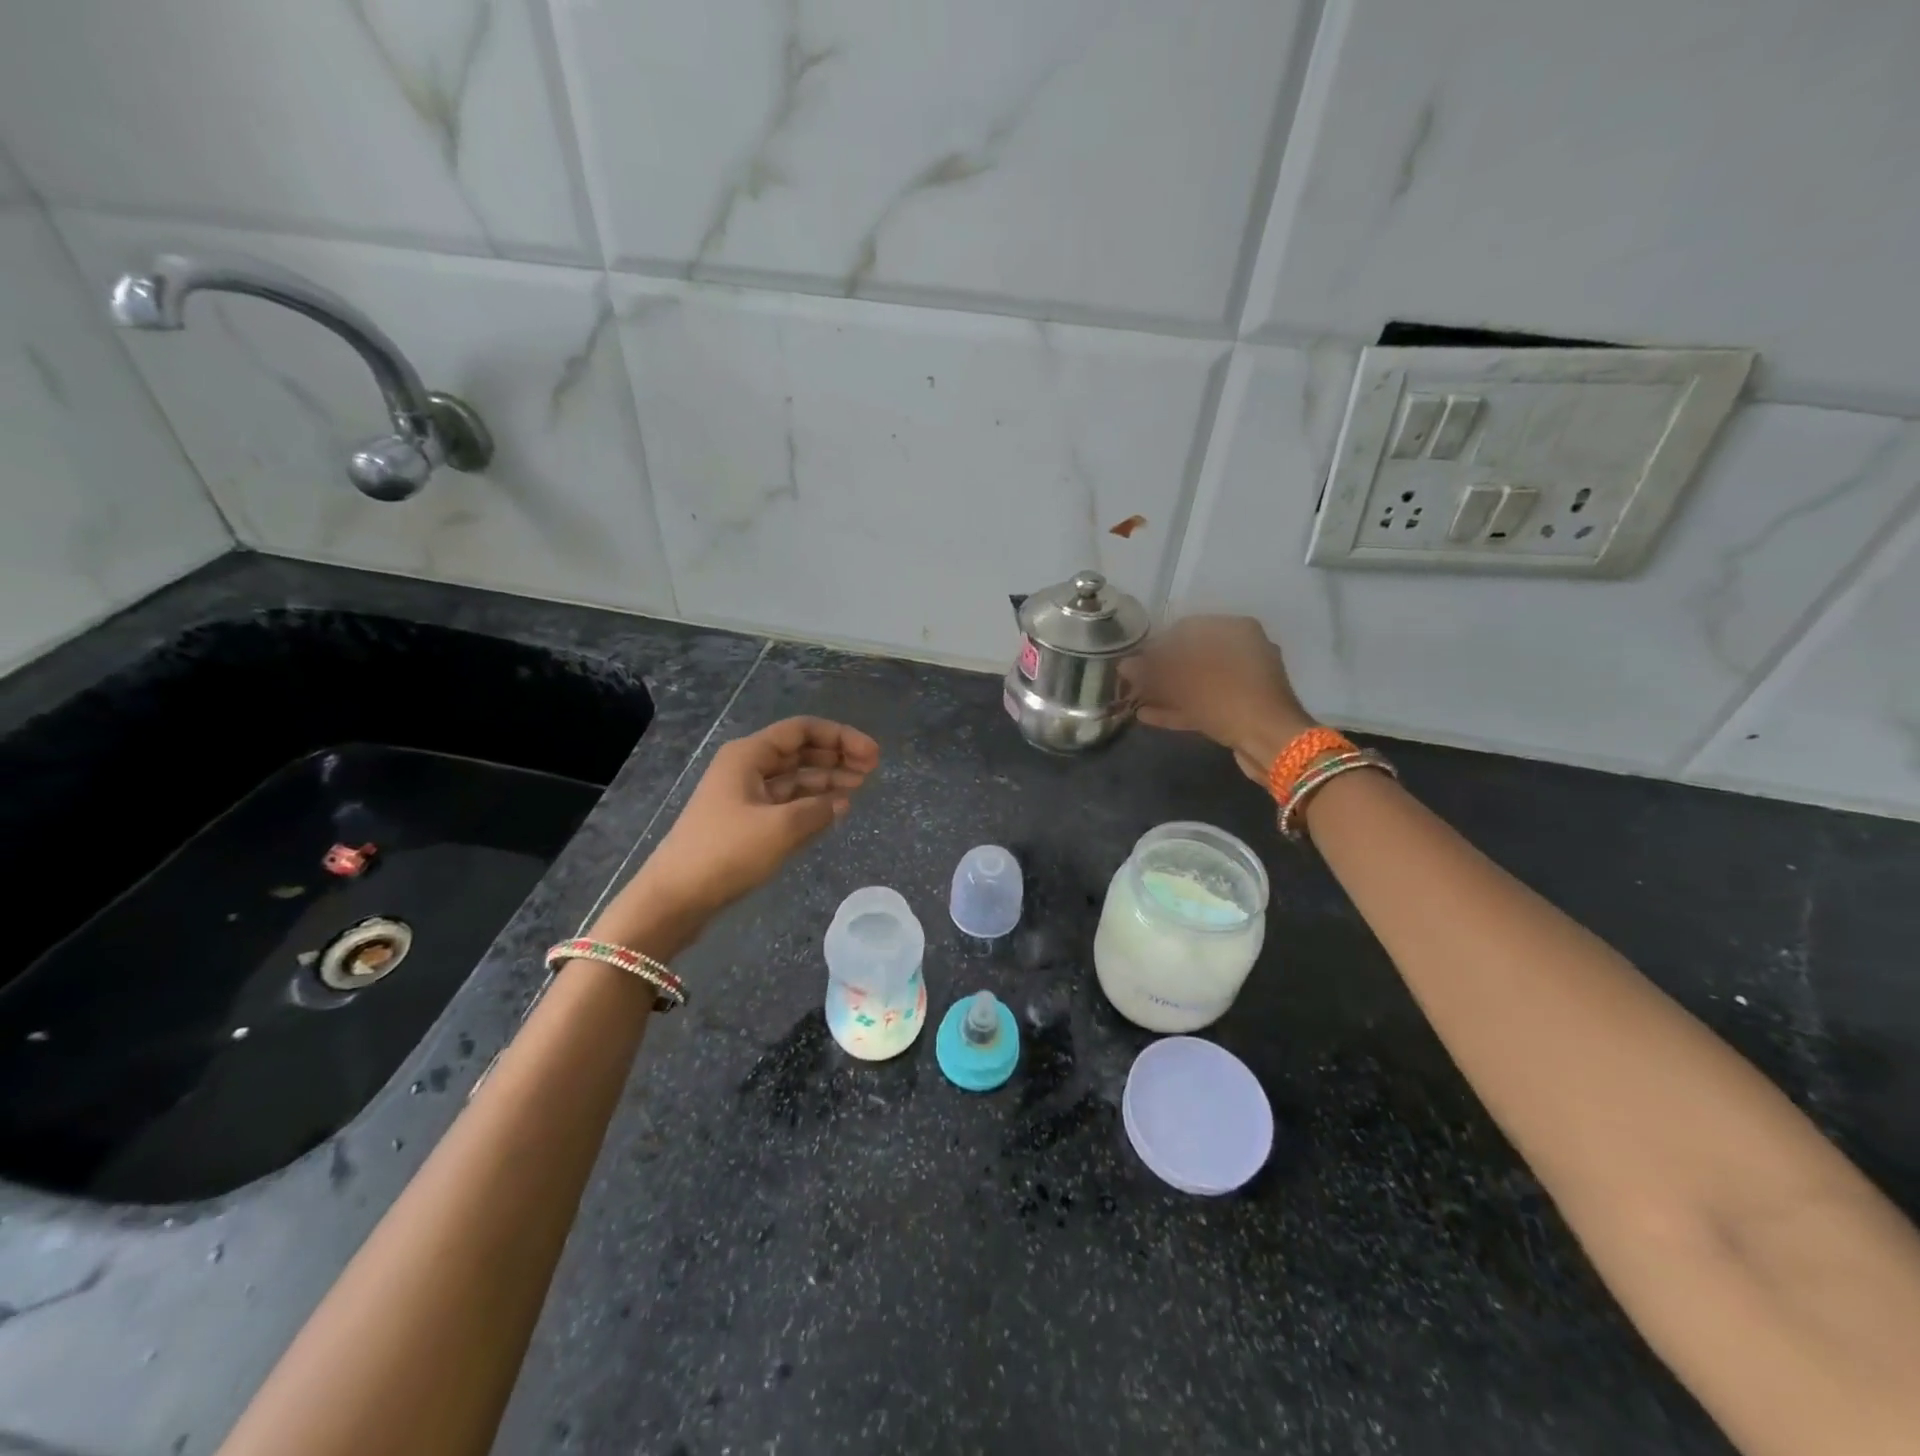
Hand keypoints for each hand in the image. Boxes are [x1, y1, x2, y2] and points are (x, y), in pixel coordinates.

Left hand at [600, 717, 879, 945]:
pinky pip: (786, 803)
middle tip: (872, 771)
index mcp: (749, 755)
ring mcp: (744, 796)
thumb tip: (841, 802)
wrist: (674, 898)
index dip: (841, 737)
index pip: (803, 731)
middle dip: (836, 757)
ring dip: (827, 781)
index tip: (872, 756)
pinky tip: (834, 811)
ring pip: (794, 778)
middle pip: (800, 752)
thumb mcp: (781, 828)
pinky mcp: (744, 823)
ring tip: (859, 789)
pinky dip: (811, 804)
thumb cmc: (726, 853)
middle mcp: (747, 768)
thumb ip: (818, 810)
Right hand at [1123, 616, 1314, 782]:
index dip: (1156, 644)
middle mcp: (1243, 650)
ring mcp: (1244, 682)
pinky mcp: (1242, 708)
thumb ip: (1151, 670)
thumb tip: (1123, 665)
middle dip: (1160, 671)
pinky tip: (1148, 716)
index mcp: (1235, 630)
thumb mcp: (1182, 681)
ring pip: (1197, 682)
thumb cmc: (1226, 697)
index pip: (1186, 628)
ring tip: (1135, 700)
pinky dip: (1180, 708)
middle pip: (1191, 656)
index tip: (1133, 660)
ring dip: (1166, 691)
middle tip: (1132, 682)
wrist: (1273, 742)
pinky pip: (1205, 702)